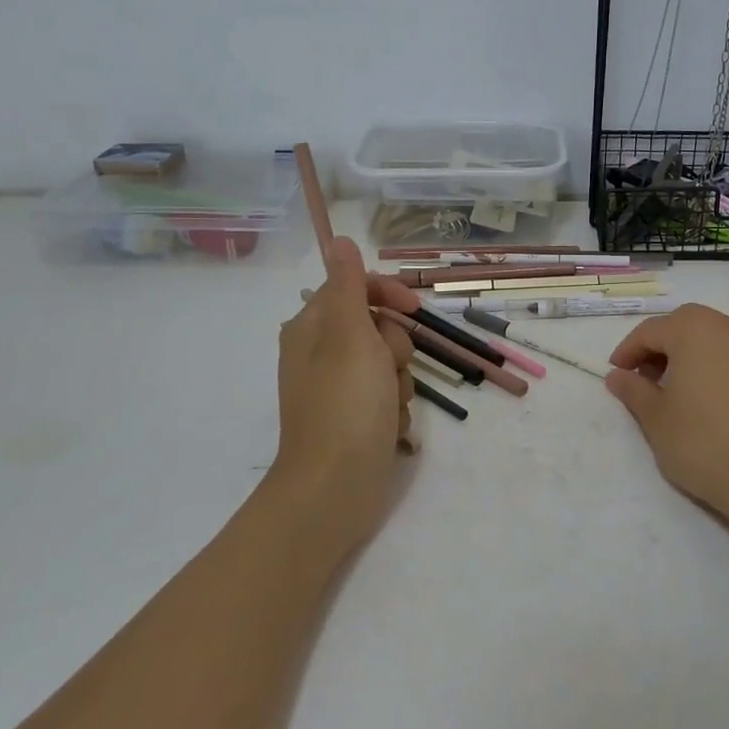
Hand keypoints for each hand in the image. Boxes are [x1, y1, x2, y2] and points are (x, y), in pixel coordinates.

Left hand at [269, 238, 416, 538]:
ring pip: (389, 365)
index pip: (355, 288)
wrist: (334, 489)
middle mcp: (320, 354)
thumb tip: (338, 239)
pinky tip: (387, 430)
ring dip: (399, 383)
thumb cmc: (345, 405)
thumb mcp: (350, 335)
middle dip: (396, 349)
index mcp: (312, 328)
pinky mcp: (354, 420)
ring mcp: (337, 390)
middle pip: (378, 328)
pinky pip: (387, 398)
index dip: (389, 295)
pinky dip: (393, 411)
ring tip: (389, 407)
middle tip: (389, 370)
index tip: (416, 310)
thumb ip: (350, 285)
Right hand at [605, 304, 728, 520]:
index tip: (615, 375)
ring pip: (707, 337)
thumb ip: (633, 390)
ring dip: (683, 354)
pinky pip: (728, 354)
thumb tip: (617, 376)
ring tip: (669, 389)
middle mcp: (726, 327)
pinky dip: (708, 364)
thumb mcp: (655, 417)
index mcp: (693, 329)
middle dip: (657, 347)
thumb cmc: (701, 440)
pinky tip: (699, 395)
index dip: (627, 351)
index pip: (650, 331)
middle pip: (681, 326)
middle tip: (641, 378)